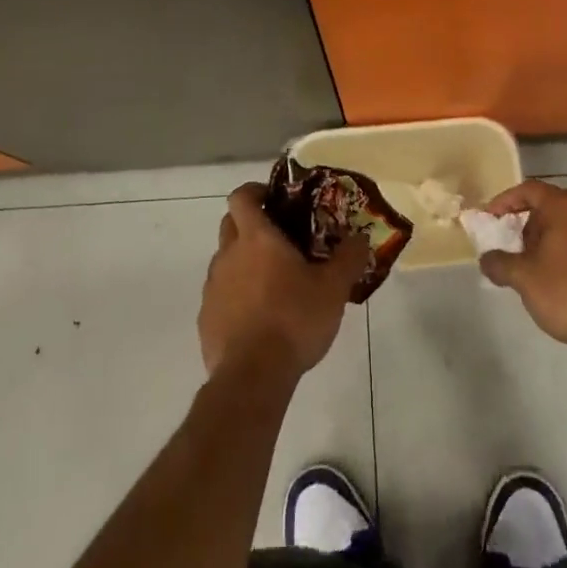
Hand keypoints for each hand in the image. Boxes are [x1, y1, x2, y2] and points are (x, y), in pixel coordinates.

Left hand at [199, 183, 367, 381]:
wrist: (252, 376)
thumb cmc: (293, 319)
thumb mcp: (333, 288)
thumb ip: (348, 258)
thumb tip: (361, 238)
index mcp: (256, 237)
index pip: (241, 196)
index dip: (255, 191)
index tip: (274, 199)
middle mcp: (228, 255)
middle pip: (230, 224)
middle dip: (251, 224)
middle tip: (281, 239)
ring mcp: (213, 287)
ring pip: (225, 260)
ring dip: (244, 262)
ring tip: (274, 283)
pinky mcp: (206, 318)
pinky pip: (221, 294)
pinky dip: (236, 296)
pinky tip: (259, 318)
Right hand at [477, 180, 566, 351]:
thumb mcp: (524, 278)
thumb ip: (499, 263)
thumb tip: (487, 260)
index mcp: (566, 205)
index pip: (528, 190)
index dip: (504, 202)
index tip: (489, 219)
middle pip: (549, 206)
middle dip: (526, 225)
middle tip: (511, 248)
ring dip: (546, 240)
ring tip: (532, 268)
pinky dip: (566, 251)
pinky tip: (559, 279)